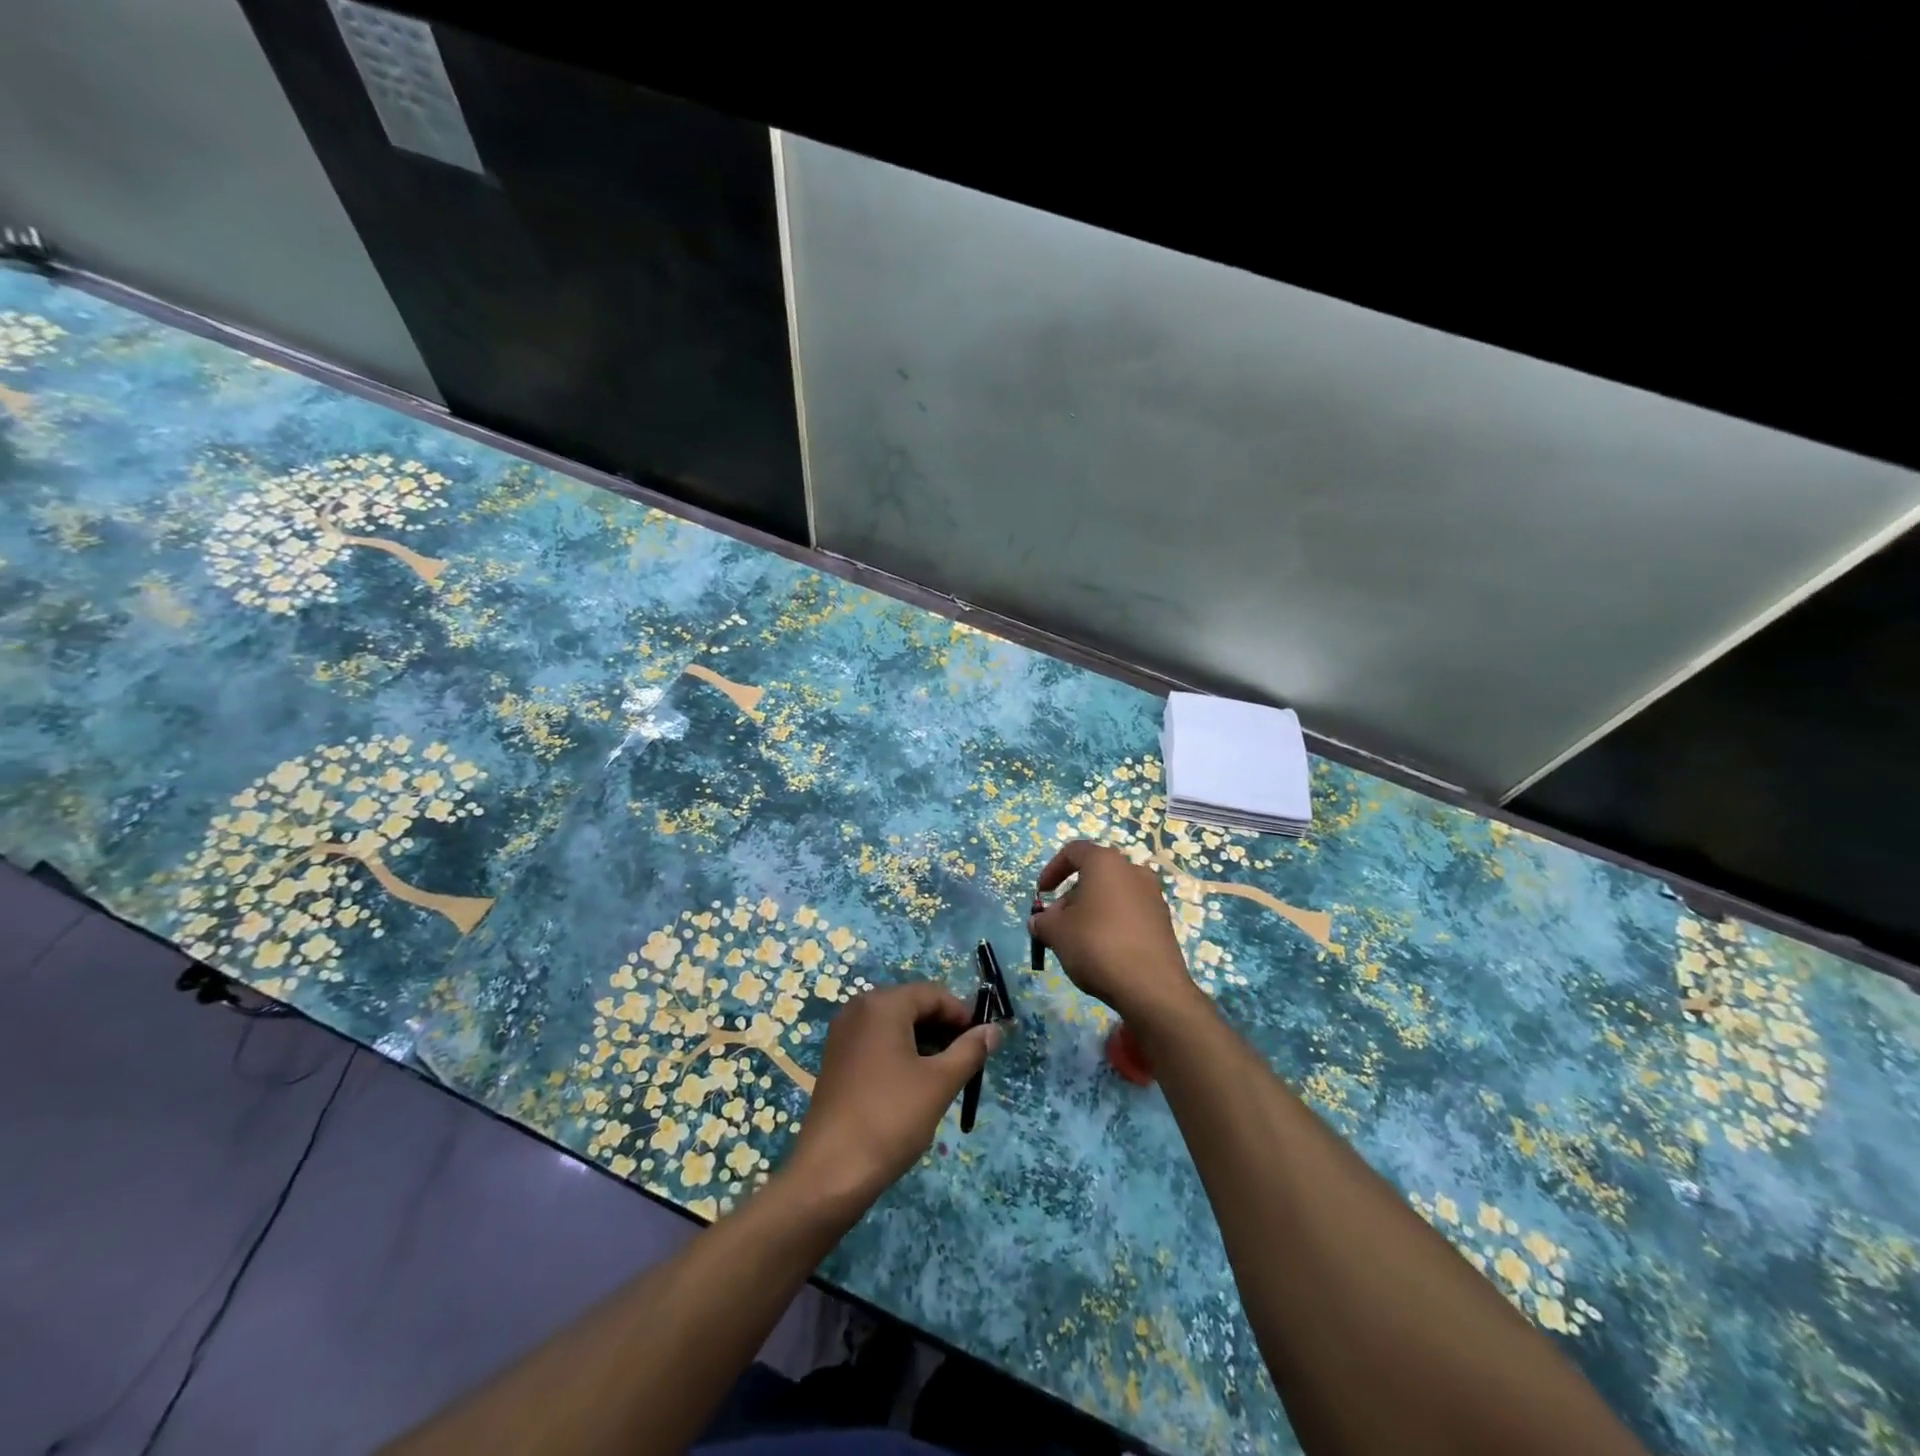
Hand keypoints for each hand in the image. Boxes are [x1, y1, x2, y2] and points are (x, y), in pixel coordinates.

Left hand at [784, 982, 1000, 1211]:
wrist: (830, 1172)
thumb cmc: (890, 1118)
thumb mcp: (939, 1083)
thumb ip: (970, 1051)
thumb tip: (994, 1030)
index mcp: (882, 1004)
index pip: (934, 994)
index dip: (962, 1016)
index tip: (982, 1044)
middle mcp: (858, 1009)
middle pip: (913, 1006)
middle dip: (943, 1030)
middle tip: (965, 1064)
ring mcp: (843, 1035)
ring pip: (896, 1026)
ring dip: (924, 1044)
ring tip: (944, 1079)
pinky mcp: (837, 1060)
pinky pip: (877, 1043)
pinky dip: (901, 1055)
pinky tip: (914, 1087)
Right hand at [1030, 839, 1204, 1027]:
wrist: (1152, 987)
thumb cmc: (1097, 945)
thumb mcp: (1057, 933)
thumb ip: (1043, 921)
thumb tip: (1039, 921)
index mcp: (1106, 862)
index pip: (1074, 851)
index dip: (1052, 869)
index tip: (1041, 894)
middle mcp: (1133, 871)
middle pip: (1094, 875)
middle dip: (1070, 897)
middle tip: (1056, 924)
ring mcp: (1153, 896)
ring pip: (1112, 895)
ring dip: (1090, 911)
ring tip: (1077, 940)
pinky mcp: (1163, 922)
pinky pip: (1129, 913)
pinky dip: (1111, 923)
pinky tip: (1102, 951)